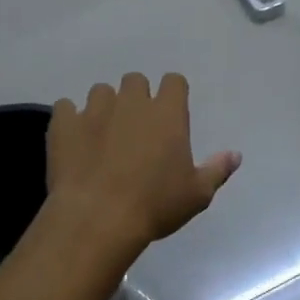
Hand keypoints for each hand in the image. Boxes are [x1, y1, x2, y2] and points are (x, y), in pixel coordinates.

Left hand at [46, 74, 240, 253]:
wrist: (97, 218)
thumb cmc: (154, 206)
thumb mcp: (196, 195)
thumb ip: (217, 170)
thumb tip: (235, 155)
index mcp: (167, 113)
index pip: (174, 82)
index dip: (172, 94)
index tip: (170, 114)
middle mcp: (131, 102)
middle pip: (135, 81)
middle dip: (136, 97)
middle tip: (135, 128)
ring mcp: (94, 110)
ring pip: (101, 91)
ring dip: (104, 107)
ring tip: (102, 135)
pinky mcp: (64, 123)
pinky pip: (65, 107)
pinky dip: (70, 120)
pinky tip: (73, 140)